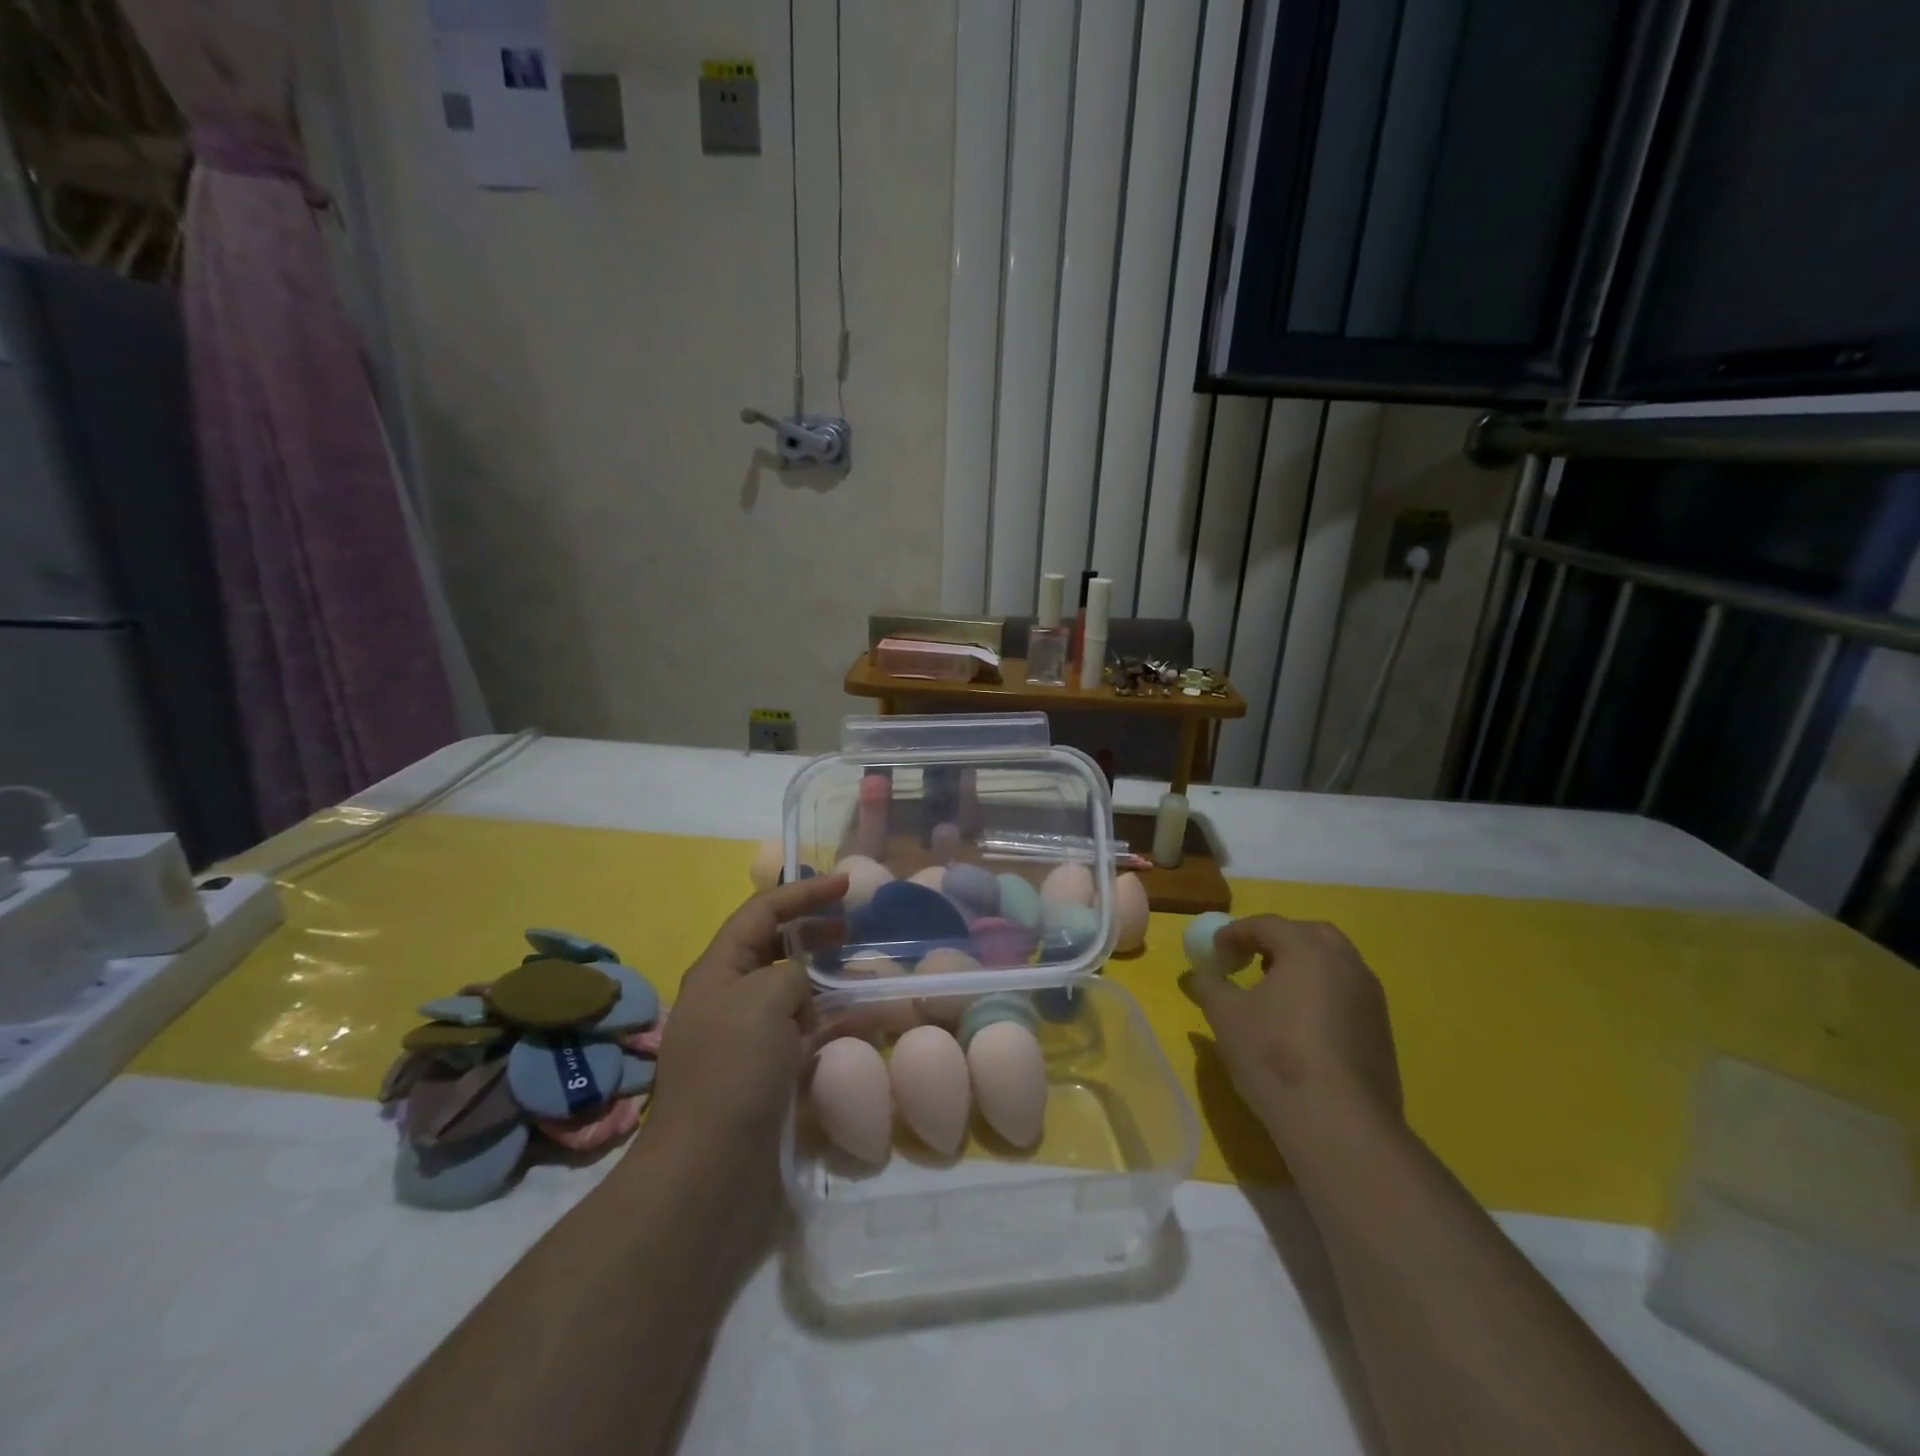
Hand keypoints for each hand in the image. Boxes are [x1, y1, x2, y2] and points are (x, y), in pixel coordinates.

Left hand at [646, 872, 848, 1167]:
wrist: (708, 1171)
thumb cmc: (732, 1071)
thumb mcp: (763, 999)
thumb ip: (790, 974)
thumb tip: (801, 990)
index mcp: (718, 970)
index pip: (762, 912)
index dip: (804, 892)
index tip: (846, 883)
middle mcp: (730, 998)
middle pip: (776, 948)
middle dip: (814, 932)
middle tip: (853, 929)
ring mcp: (748, 1039)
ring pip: (795, 993)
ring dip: (829, 981)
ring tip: (867, 978)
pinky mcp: (767, 1074)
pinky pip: (805, 1033)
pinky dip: (833, 1023)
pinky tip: (864, 1024)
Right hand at [1180, 914, 1401, 1159]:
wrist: (1340, 1123)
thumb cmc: (1274, 1055)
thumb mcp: (1225, 1017)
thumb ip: (1208, 987)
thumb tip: (1195, 977)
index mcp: (1307, 948)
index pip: (1266, 925)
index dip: (1234, 934)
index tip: (1214, 954)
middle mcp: (1345, 962)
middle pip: (1308, 935)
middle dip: (1275, 942)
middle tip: (1249, 962)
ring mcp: (1370, 996)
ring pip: (1333, 963)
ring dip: (1301, 966)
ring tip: (1274, 993)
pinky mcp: (1381, 1029)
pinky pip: (1346, 993)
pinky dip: (1321, 993)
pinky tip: (1301, 1025)